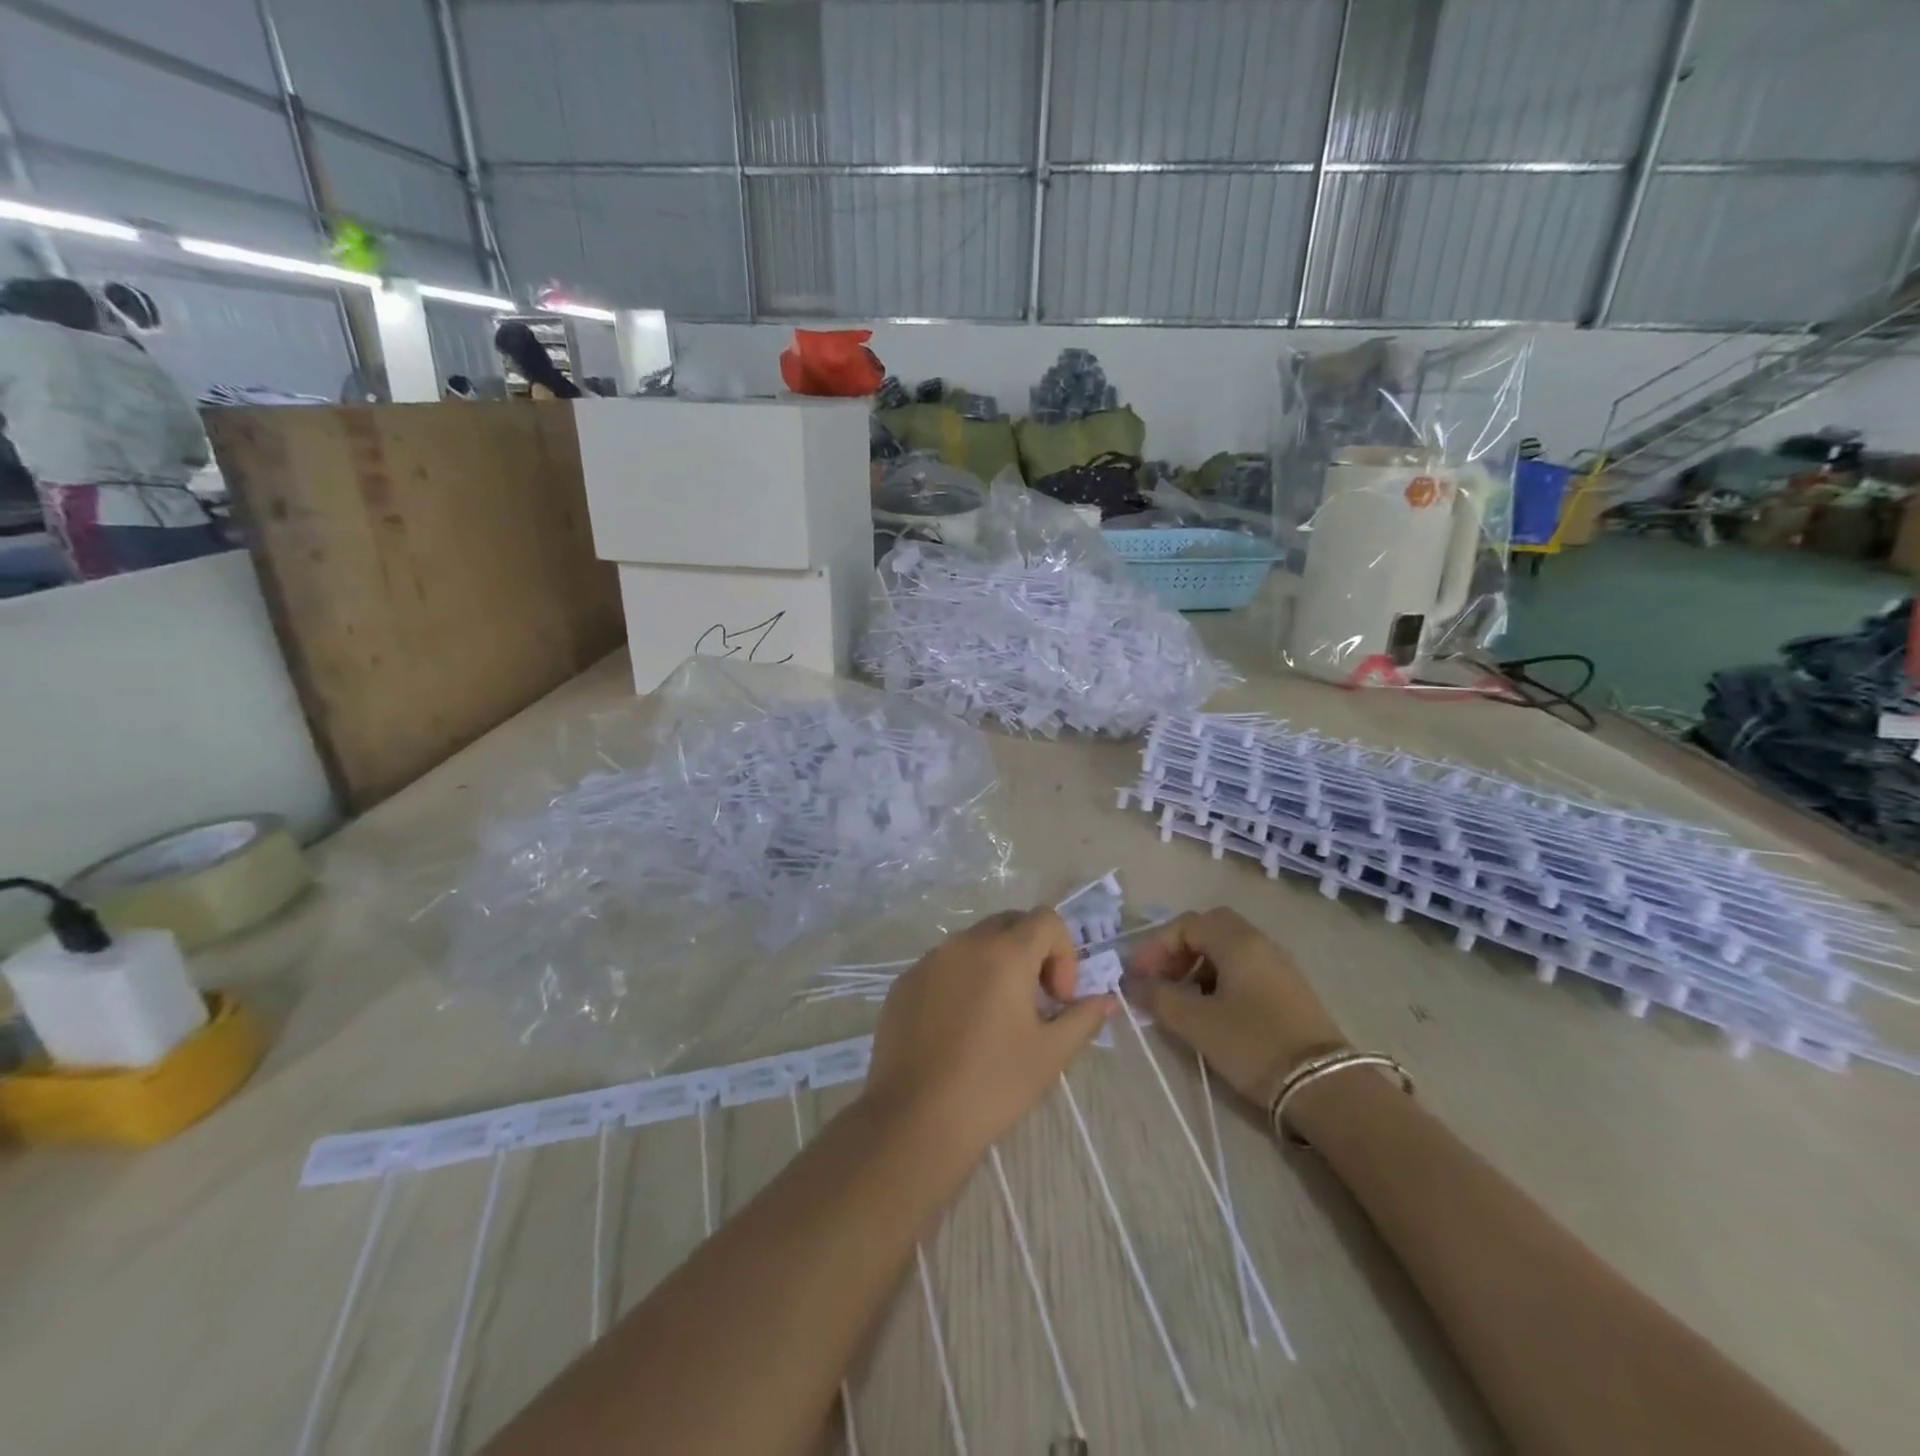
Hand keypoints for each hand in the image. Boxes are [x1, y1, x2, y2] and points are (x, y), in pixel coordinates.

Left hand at [861, 909, 1117, 1158]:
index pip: (1046, 919)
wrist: (915, 1119)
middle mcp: (964, 943)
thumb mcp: (1051, 1053)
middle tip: (1035, 1002)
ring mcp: (929, 961)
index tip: (1058, 999)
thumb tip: (1106, 1000)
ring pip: (973, 943)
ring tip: (995, 1018)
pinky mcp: (904, 983)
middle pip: (1009, 923)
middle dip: (1031, 952)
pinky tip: (957, 1029)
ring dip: (995, 965)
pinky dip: (960, 980)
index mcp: (1004, 953)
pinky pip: (942, 965)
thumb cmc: (993, 1084)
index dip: (1063, 952)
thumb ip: (1083, 1017)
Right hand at [1128, 908, 1345, 1109]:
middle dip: (1178, 949)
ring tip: (1182, 997)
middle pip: (1209, 928)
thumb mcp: (1196, 1023)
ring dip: (1198, 964)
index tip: (1137, 976)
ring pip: (1228, 948)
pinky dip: (1220, 977)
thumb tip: (1133, 983)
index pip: (1186, 924)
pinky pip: (1245, 967)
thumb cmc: (1253, 1044)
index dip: (1155, 946)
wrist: (1324, 1086)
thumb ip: (1159, 997)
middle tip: (1161, 978)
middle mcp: (1260, 942)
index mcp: (1237, 941)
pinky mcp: (1289, 989)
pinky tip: (1212, 1008)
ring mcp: (1279, 965)